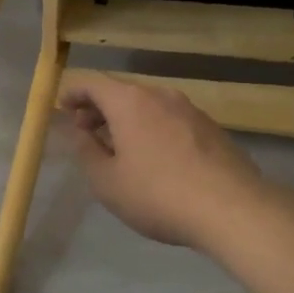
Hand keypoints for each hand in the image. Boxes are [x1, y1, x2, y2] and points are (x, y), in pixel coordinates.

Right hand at [59, 73, 265, 249]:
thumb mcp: (107, 182)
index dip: (73, 92)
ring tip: (118, 145)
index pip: (92, 83)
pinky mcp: (211, 129)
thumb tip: (79, 133)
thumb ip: (86, 152)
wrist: (231, 209)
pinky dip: (152, 128)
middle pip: (122, 92)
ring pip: (148, 105)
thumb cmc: (157, 194)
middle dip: (99, 107)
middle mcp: (160, 96)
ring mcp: (190, 110)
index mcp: (129, 102)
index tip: (62, 108)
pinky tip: (154, 157)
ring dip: (127, 119)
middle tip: (85, 129)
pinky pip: (171, 120)